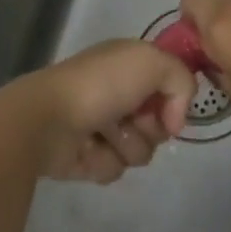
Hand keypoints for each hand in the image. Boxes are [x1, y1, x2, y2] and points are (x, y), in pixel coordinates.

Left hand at [0, 40, 195, 183]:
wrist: (48, 119)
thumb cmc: (101, 84)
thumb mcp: (152, 63)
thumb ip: (182, 81)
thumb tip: (176, 120)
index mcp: (130, 63)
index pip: (169, 84)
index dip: (174, 99)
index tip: (169, 109)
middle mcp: (118, 91)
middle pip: (159, 122)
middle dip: (151, 127)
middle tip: (132, 120)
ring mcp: (102, 124)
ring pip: (140, 149)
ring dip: (127, 146)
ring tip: (105, 135)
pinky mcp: (87, 156)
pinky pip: (115, 169)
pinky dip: (105, 162)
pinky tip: (89, 150)